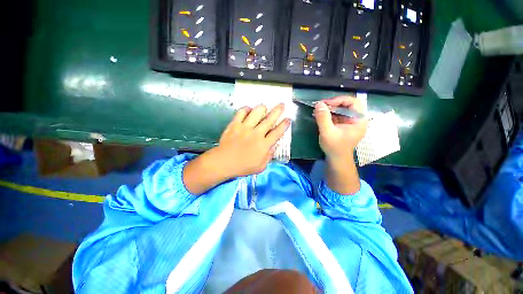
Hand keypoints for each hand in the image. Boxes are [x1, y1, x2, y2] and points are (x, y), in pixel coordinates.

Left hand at [215, 104, 290, 177]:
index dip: (284, 125)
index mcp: (263, 145)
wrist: (224, 162)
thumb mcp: (260, 167)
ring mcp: (245, 128)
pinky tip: (248, 109)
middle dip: (277, 111)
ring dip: (262, 108)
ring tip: (265, 106)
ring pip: (256, 113)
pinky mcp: (235, 125)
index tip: (288, 119)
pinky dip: (246, 109)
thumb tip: (274, 145)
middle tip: (282, 105)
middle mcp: (256, 134)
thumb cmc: (243, 167)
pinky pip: (241, 113)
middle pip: (269, 120)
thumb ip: (269, 156)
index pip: (277, 133)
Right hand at [314, 96, 367, 160]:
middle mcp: (356, 119)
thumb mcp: (327, 132)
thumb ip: (323, 118)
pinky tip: (319, 115)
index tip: (326, 104)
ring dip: (329, 109)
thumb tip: (319, 104)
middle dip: (332, 104)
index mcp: (359, 120)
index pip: (353, 102)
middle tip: (320, 106)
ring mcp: (349, 122)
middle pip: (346, 105)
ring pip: (340, 110)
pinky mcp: (342, 125)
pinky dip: (328, 115)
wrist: (336, 159)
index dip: (340, 100)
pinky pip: (336, 116)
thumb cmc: (334, 147)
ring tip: (317, 110)